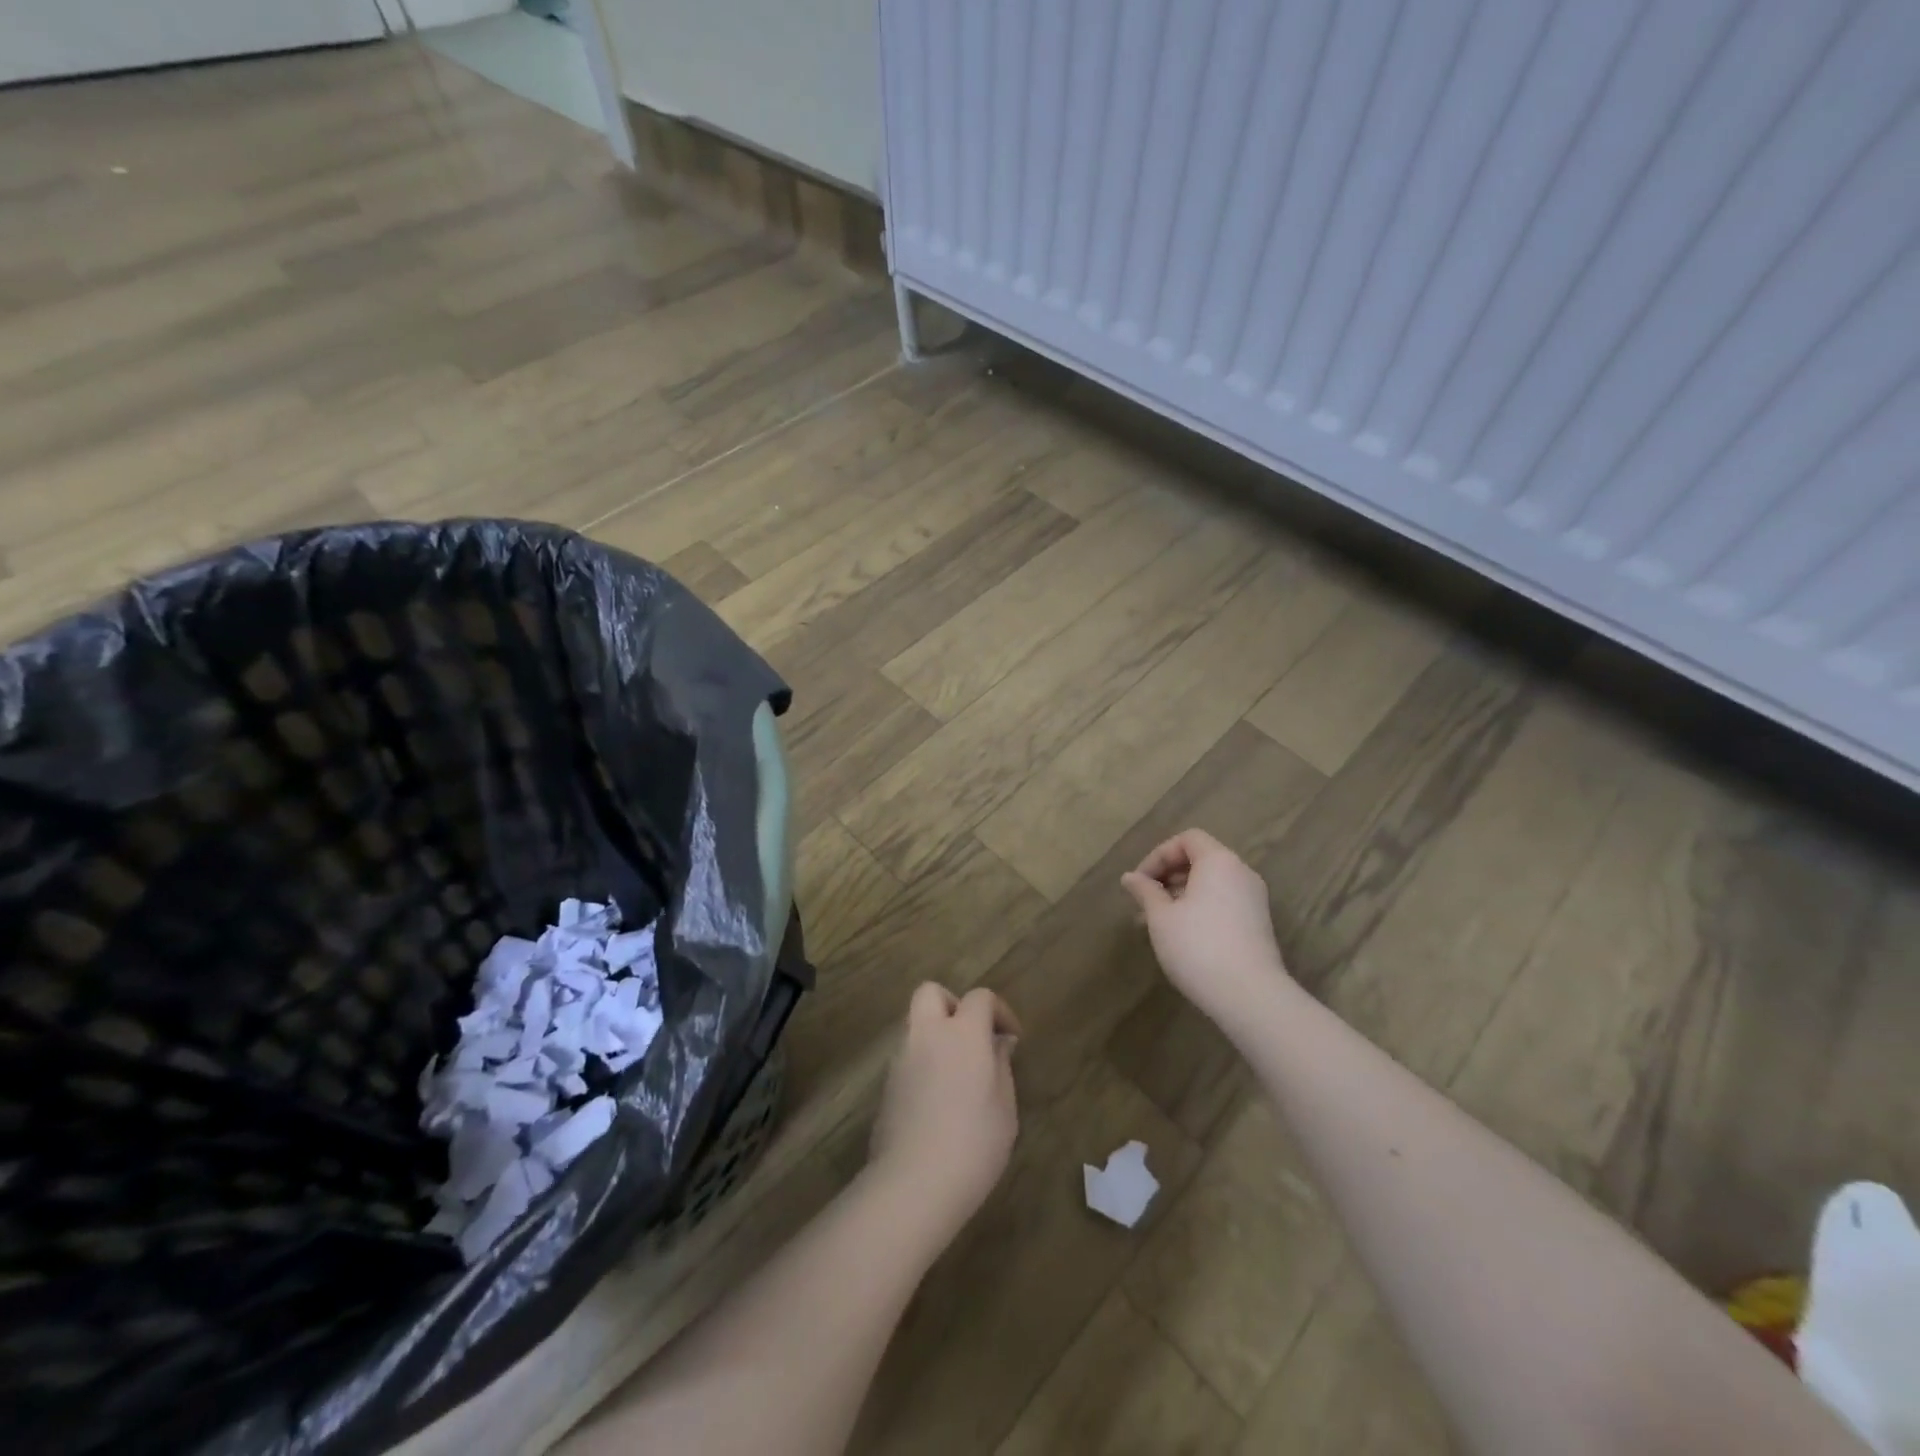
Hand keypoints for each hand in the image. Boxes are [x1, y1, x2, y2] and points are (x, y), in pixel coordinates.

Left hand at [868, 984, 1020, 1242]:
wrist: (914, 1183)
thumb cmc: (974, 1143)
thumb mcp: (1004, 1106)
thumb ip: (1001, 1065)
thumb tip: (998, 1042)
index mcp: (963, 1033)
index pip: (980, 997)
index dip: (999, 1011)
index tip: (1011, 1038)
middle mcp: (927, 1034)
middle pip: (931, 992)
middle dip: (952, 1005)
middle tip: (971, 1037)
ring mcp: (901, 1057)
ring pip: (916, 1024)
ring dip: (935, 1034)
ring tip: (957, 1072)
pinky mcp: (886, 1084)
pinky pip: (907, 1055)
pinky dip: (923, 1061)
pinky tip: (937, 1097)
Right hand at [1121, 829, 1291, 1024]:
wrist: (1250, 996)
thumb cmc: (1198, 946)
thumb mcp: (1161, 917)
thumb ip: (1145, 891)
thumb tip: (1129, 877)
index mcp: (1219, 861)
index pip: (1187, 840)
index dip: (1158, 855)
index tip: (1140, 882)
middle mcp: (1241, 873)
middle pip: (1200, 860)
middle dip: (1167, 876)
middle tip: (1144, 902)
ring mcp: (1253, 900)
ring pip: (1211, 884)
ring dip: (1180, 895)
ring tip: (1156, 922)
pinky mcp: (1258, 924)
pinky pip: (1223, 902)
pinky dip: (1199, 908)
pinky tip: (1181, 936)